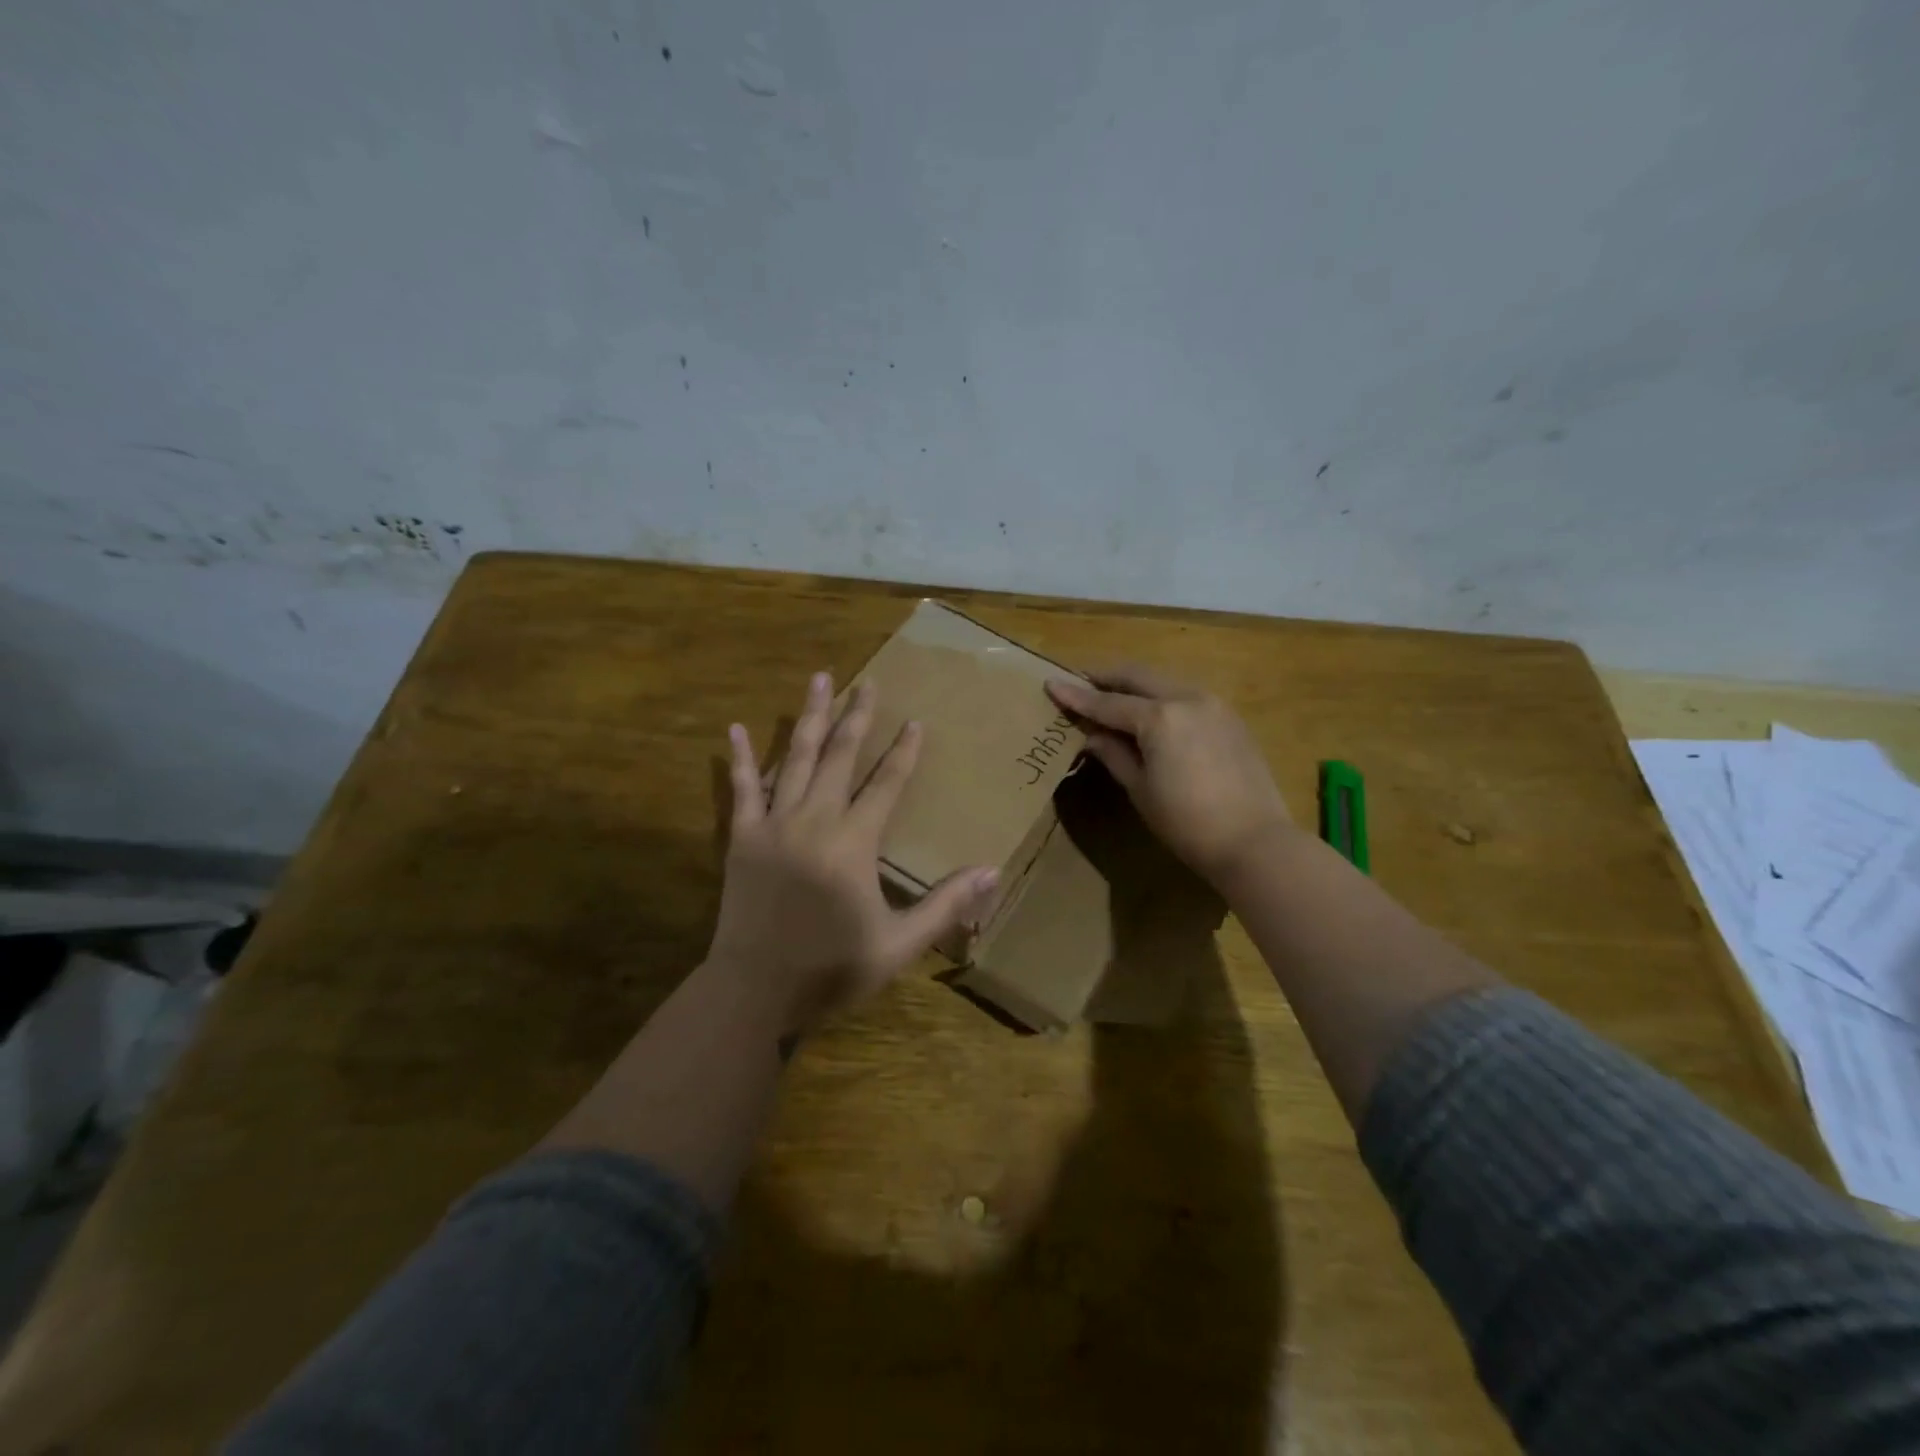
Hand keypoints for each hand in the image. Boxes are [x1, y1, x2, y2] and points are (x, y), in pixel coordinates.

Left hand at [709, 672, 1000, 1036]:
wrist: (753, 990)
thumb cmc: (830, 968)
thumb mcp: (898, 944)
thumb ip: (945, 905)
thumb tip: (993, 870)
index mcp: (854, 842)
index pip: (886, 784)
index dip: (904, 752)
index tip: (915, 720)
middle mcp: (815, 820)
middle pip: (841, 756)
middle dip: (858, 716)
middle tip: (868, 682)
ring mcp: (774, 824)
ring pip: (796, 759)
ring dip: (810, 718)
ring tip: (819, 680)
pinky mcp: (743, 838)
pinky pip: (742, 789)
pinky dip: (741, 759)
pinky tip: (736, 729)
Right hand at [1046, 665, 1294, 885]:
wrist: (1255, 841)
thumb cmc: (1187, 823)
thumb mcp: (1140, 789)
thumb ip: (1113, 753)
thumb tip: (1090, 734)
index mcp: (1160, 717)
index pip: (1107, 702)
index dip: (1076, 696)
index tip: (1051, 684)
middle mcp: (1187, 698)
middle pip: (1137, 676)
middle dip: (1105, 677)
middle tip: (1079, 682)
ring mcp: (1214, 704)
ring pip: (1164, 681)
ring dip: (1134, 685)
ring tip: (1111, 696)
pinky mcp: (1230, 717)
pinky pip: (1185, 695)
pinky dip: (1161, 697)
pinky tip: (1150, 713)